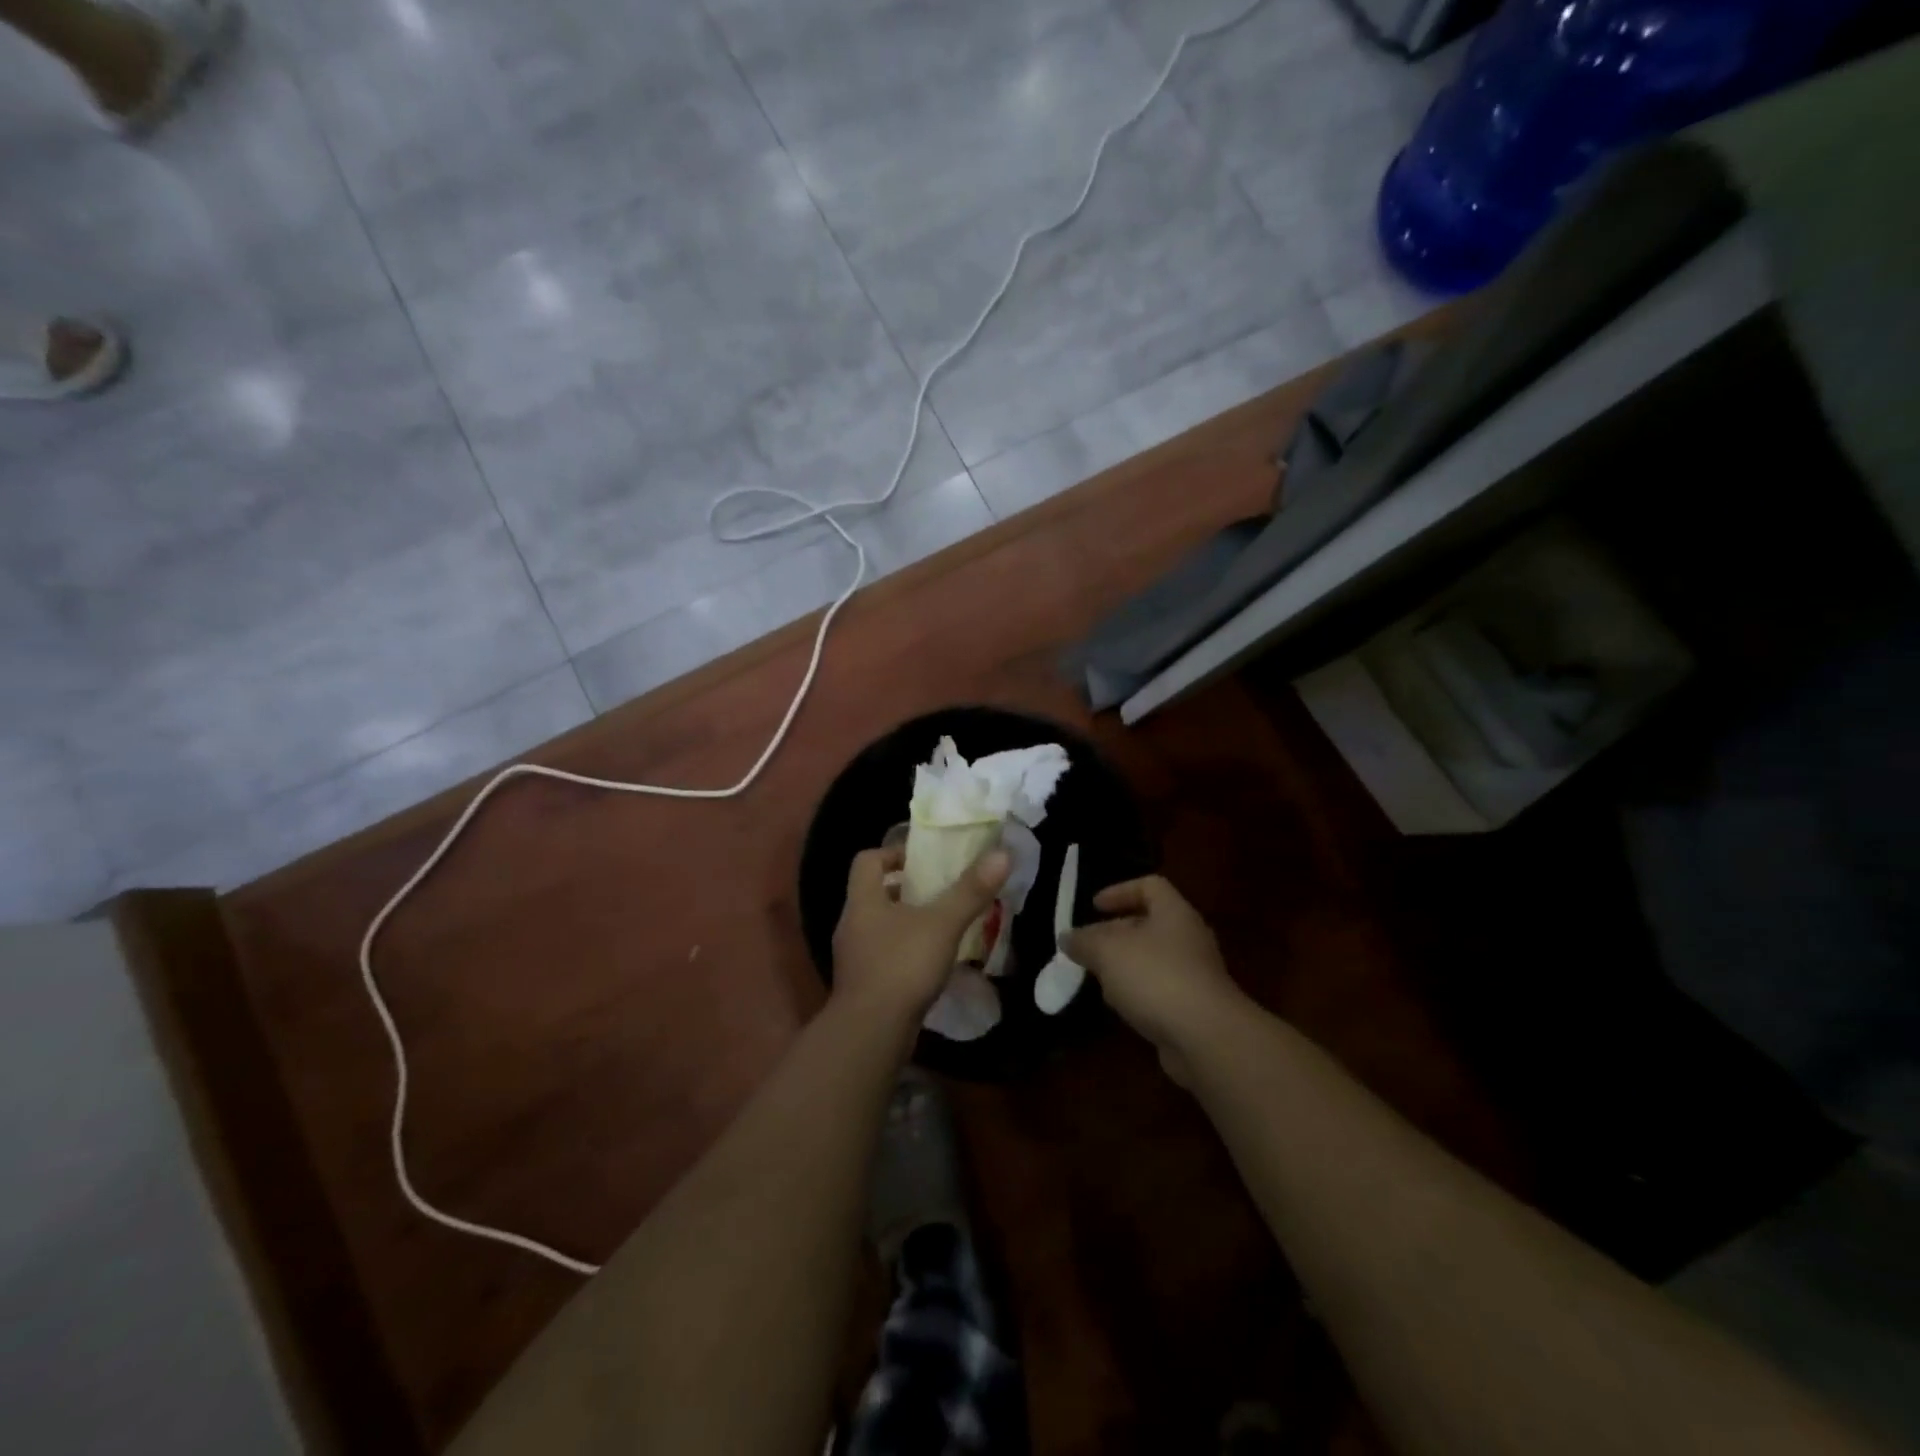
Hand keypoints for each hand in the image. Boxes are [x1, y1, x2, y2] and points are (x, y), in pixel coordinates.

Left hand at [832, 843, 1010, 1035]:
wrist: (871, 1033)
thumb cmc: (902, 966)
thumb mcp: (942, 924)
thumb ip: (971, 891)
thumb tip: (1002, 854)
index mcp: (862, 901)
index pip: (867, 861)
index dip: (892, 853)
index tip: (922, 859)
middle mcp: (852, 925)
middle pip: (874, 893)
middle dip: (905, 889)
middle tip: (940, 890)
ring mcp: (854, 958)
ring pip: (879, 927)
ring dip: (906, 922)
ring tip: (941, 925)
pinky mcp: (863, 985)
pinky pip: (883, 956)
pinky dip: (905, 952)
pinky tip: (931, 963)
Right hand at [1064, 876, 1246, 1084]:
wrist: (1206, 1038)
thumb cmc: (1155, 977)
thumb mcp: (1107, 952)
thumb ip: (1084, 941)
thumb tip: (1067, 937)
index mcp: (1174, 913)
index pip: (1149, 886)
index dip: (1119, 891)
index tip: (1094, 907)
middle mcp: (1189, 938)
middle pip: (1149, 924)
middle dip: (1115, 933)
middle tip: (1087, 947)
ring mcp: (1195, 974)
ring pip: (1153, 959)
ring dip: (1125, 966)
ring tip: (1098, 978)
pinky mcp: (1195, 1007)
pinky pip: (1161, 989)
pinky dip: (1139, 993)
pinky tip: (1121, 1007)